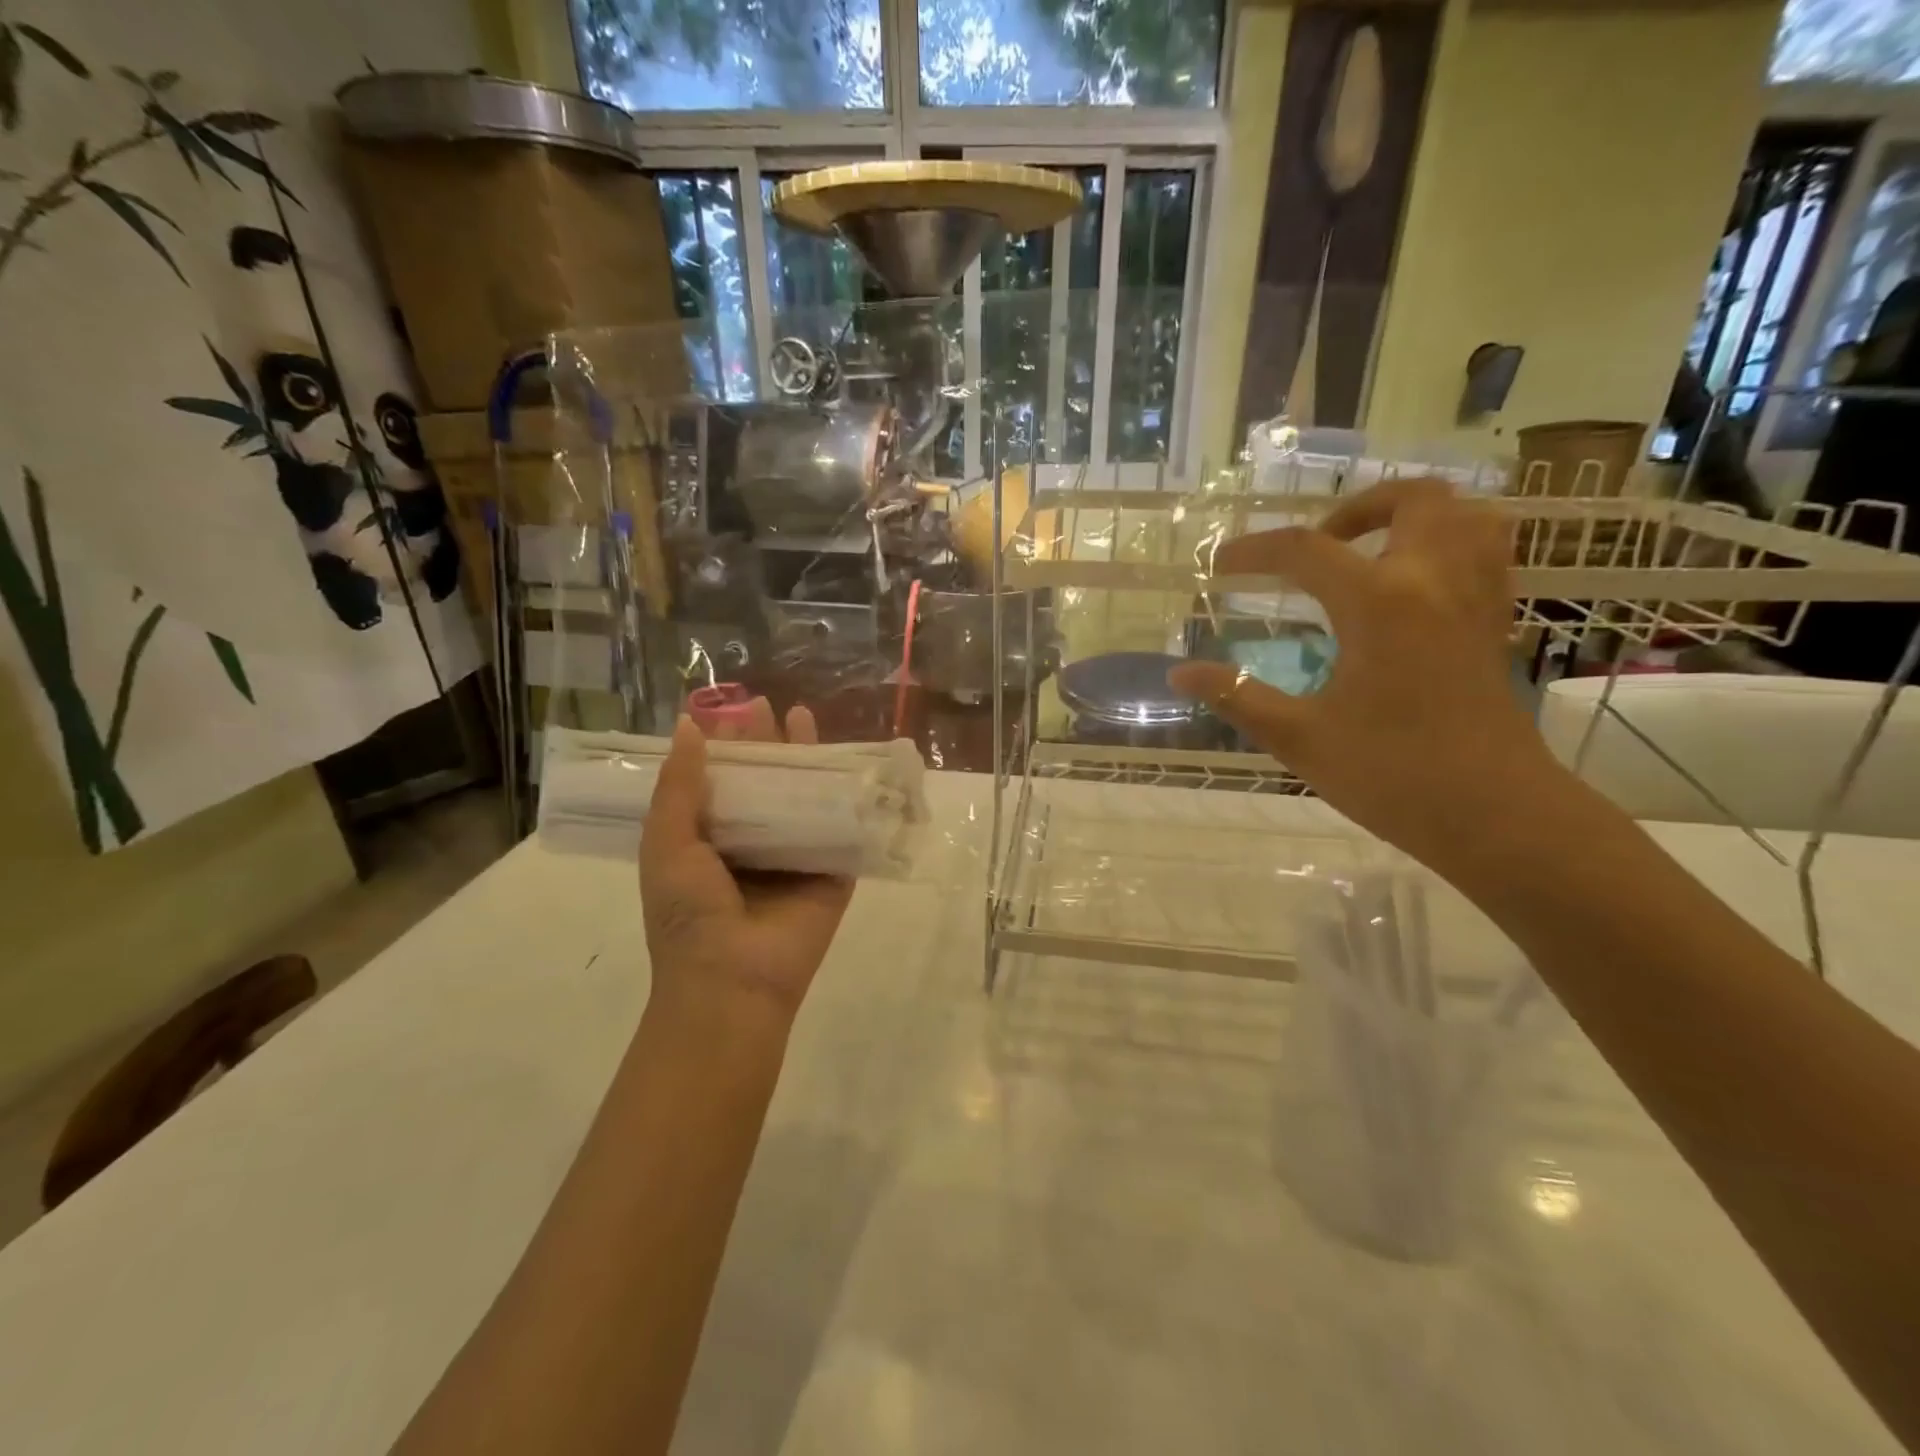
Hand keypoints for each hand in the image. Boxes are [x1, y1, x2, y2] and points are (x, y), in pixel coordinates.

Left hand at [639, 701, 853, 1019]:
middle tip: (767, 707)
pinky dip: (846, 795)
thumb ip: (679, 786)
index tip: (731, 711)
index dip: (726, 746)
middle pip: (765, 782)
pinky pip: (841, 826)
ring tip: (803, 717)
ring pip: (803, 797)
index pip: (721, 781)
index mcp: (710, 839)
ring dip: (805, 760)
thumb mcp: (667, 844)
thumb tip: (689, 727)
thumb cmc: (689, 913)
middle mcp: (754, 843)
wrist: (733, 979)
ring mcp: (796, 856)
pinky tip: (848, 764)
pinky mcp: (833, 871)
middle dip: (766, 744)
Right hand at [1170, 478, 1567, 870]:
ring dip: (1413, 516)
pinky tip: (1412, 584)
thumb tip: (1178, 673)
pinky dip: (1449, 543)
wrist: (1496, 816)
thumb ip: (1236, 696)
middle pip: (1411, 500)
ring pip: (1465, 514)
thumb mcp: (1298, 737)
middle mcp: (1434, 581)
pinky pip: (1485, 551)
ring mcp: (1475, 599)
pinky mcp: (1494, 624)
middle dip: (1356, 508)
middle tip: (1317, 545)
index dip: (1255, 551)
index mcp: (1379, 603)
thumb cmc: (1391, 775)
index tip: (1221, 565)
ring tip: (1370, 550)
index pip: (1306, 550)